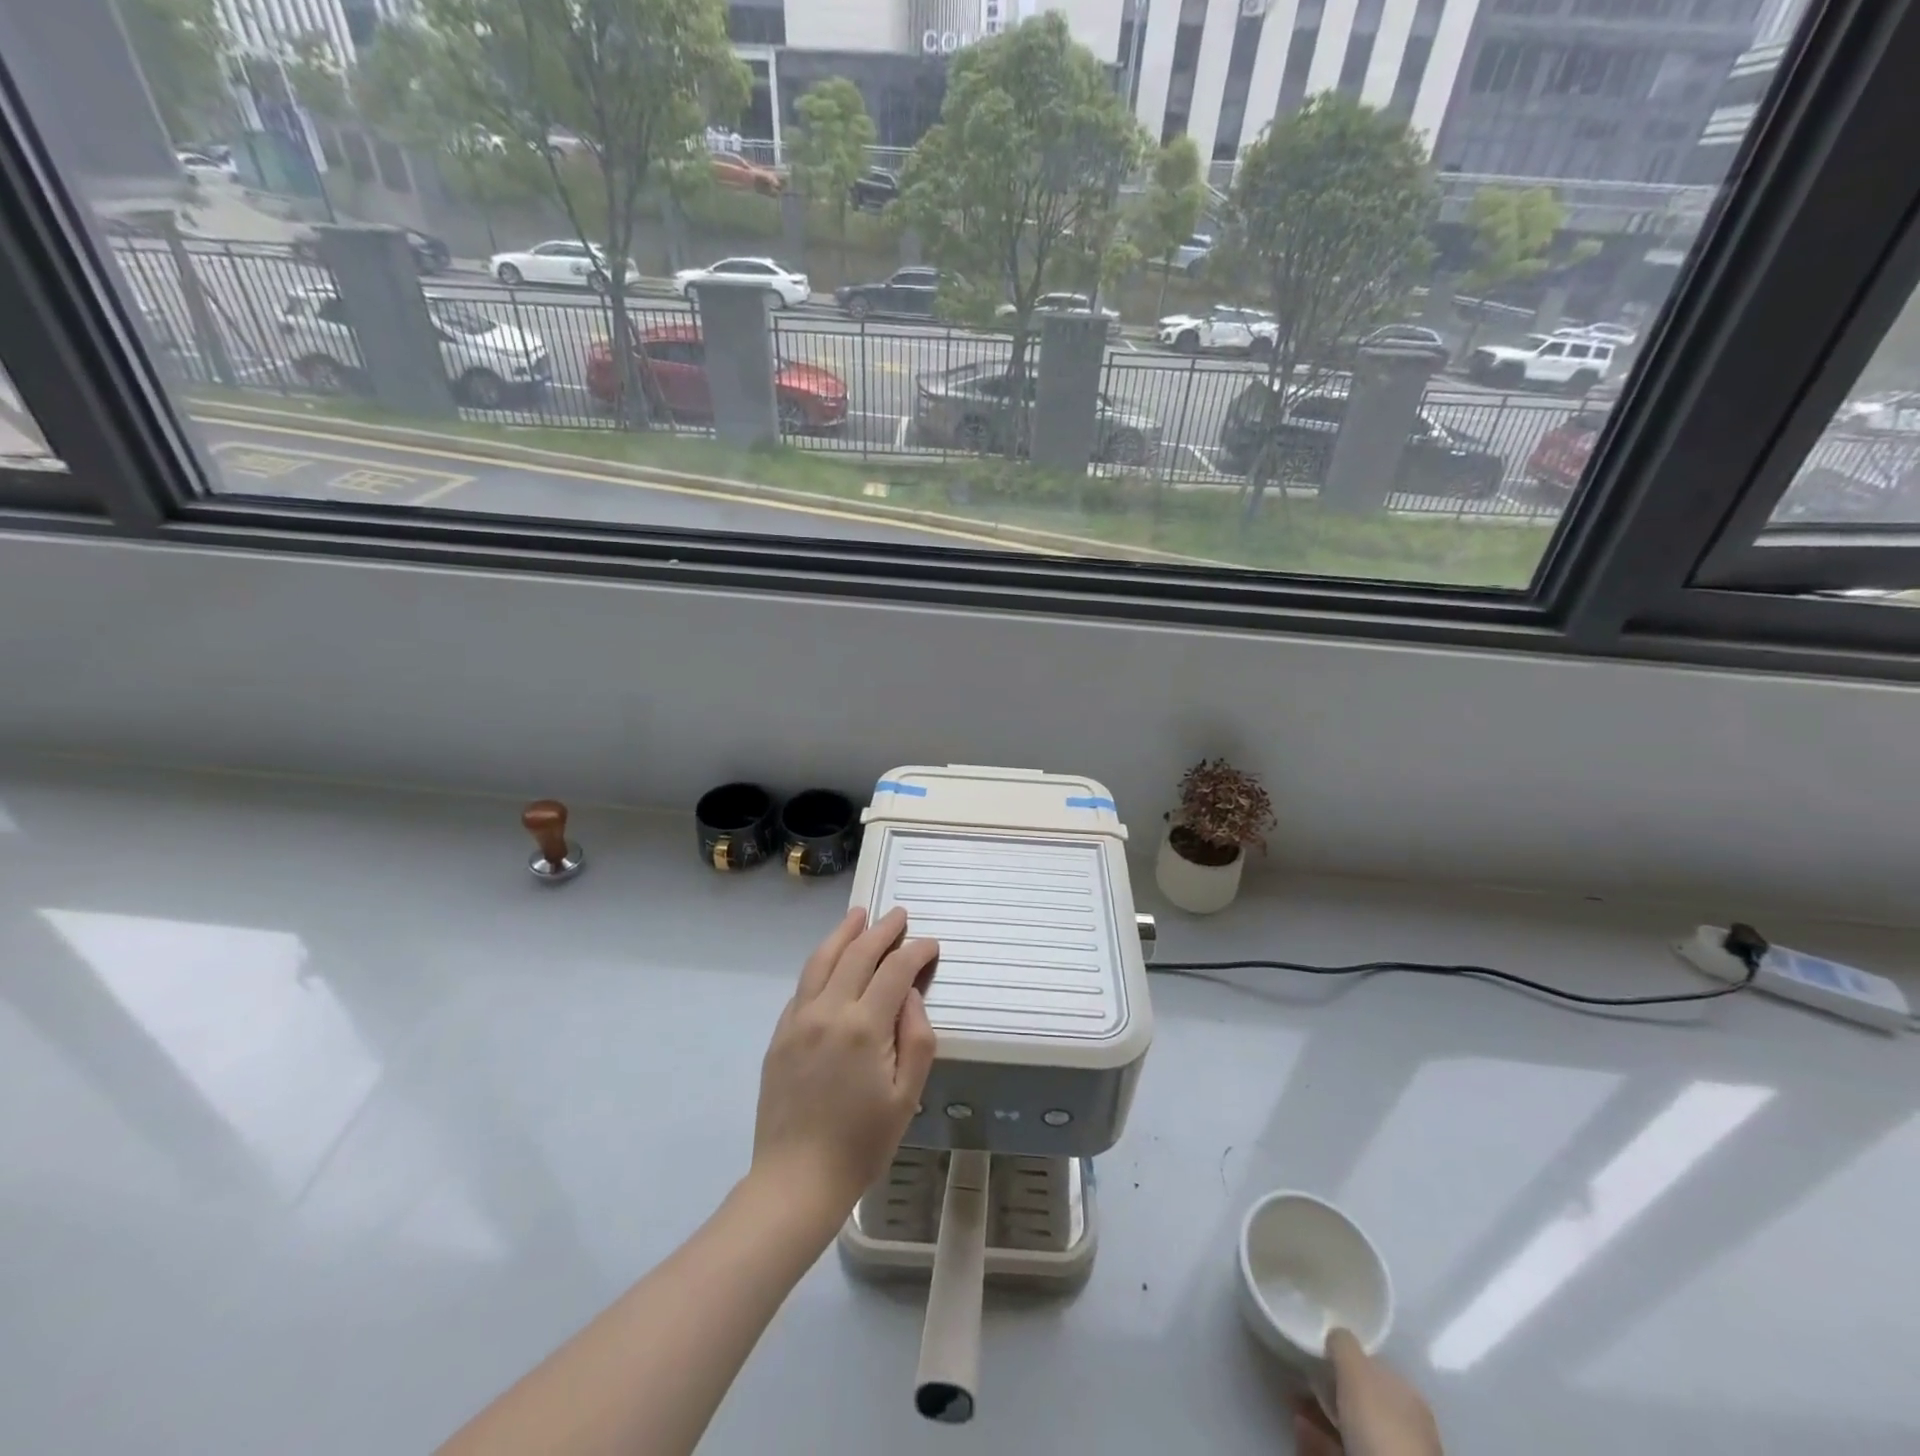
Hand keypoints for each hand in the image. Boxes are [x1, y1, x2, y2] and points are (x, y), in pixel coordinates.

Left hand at [750, 907, 937, 1231]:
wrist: (795, 1180)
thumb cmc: (862, 1143)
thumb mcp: (906, 1096)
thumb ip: (917, 1038)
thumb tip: (911, 995)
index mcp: (864, 1027)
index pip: (895, 971)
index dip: (916, 952)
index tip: (931, 945)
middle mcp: (829, 1011)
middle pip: (857, 954)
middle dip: (882, 931)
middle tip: (899, 916)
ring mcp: (799, 1020)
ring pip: (822, 960)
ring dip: (844, 933)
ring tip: (859, 916)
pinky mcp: (780, 1034)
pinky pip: (803, 985)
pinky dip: (821, 963)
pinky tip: (831, 961)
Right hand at [1291, 1329, 1441, 1455]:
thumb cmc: (1380, 1424)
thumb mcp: (1357, 1370)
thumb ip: (1344, 1344)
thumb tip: (1334, 1332)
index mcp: (1406, 1393)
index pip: (1373, 1365)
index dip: (1344, 1356)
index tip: (1316, 1352)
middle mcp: (1403, 1422)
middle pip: (1360, 1396)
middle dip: (1329, 1387)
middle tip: (1300, 1378)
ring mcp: (1390, 1450)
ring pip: (1348, 1423)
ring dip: (1319, 1411)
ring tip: (1292, 1401)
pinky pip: (1339, 1445)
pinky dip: (1318, 1435)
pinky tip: (1298, 1426)